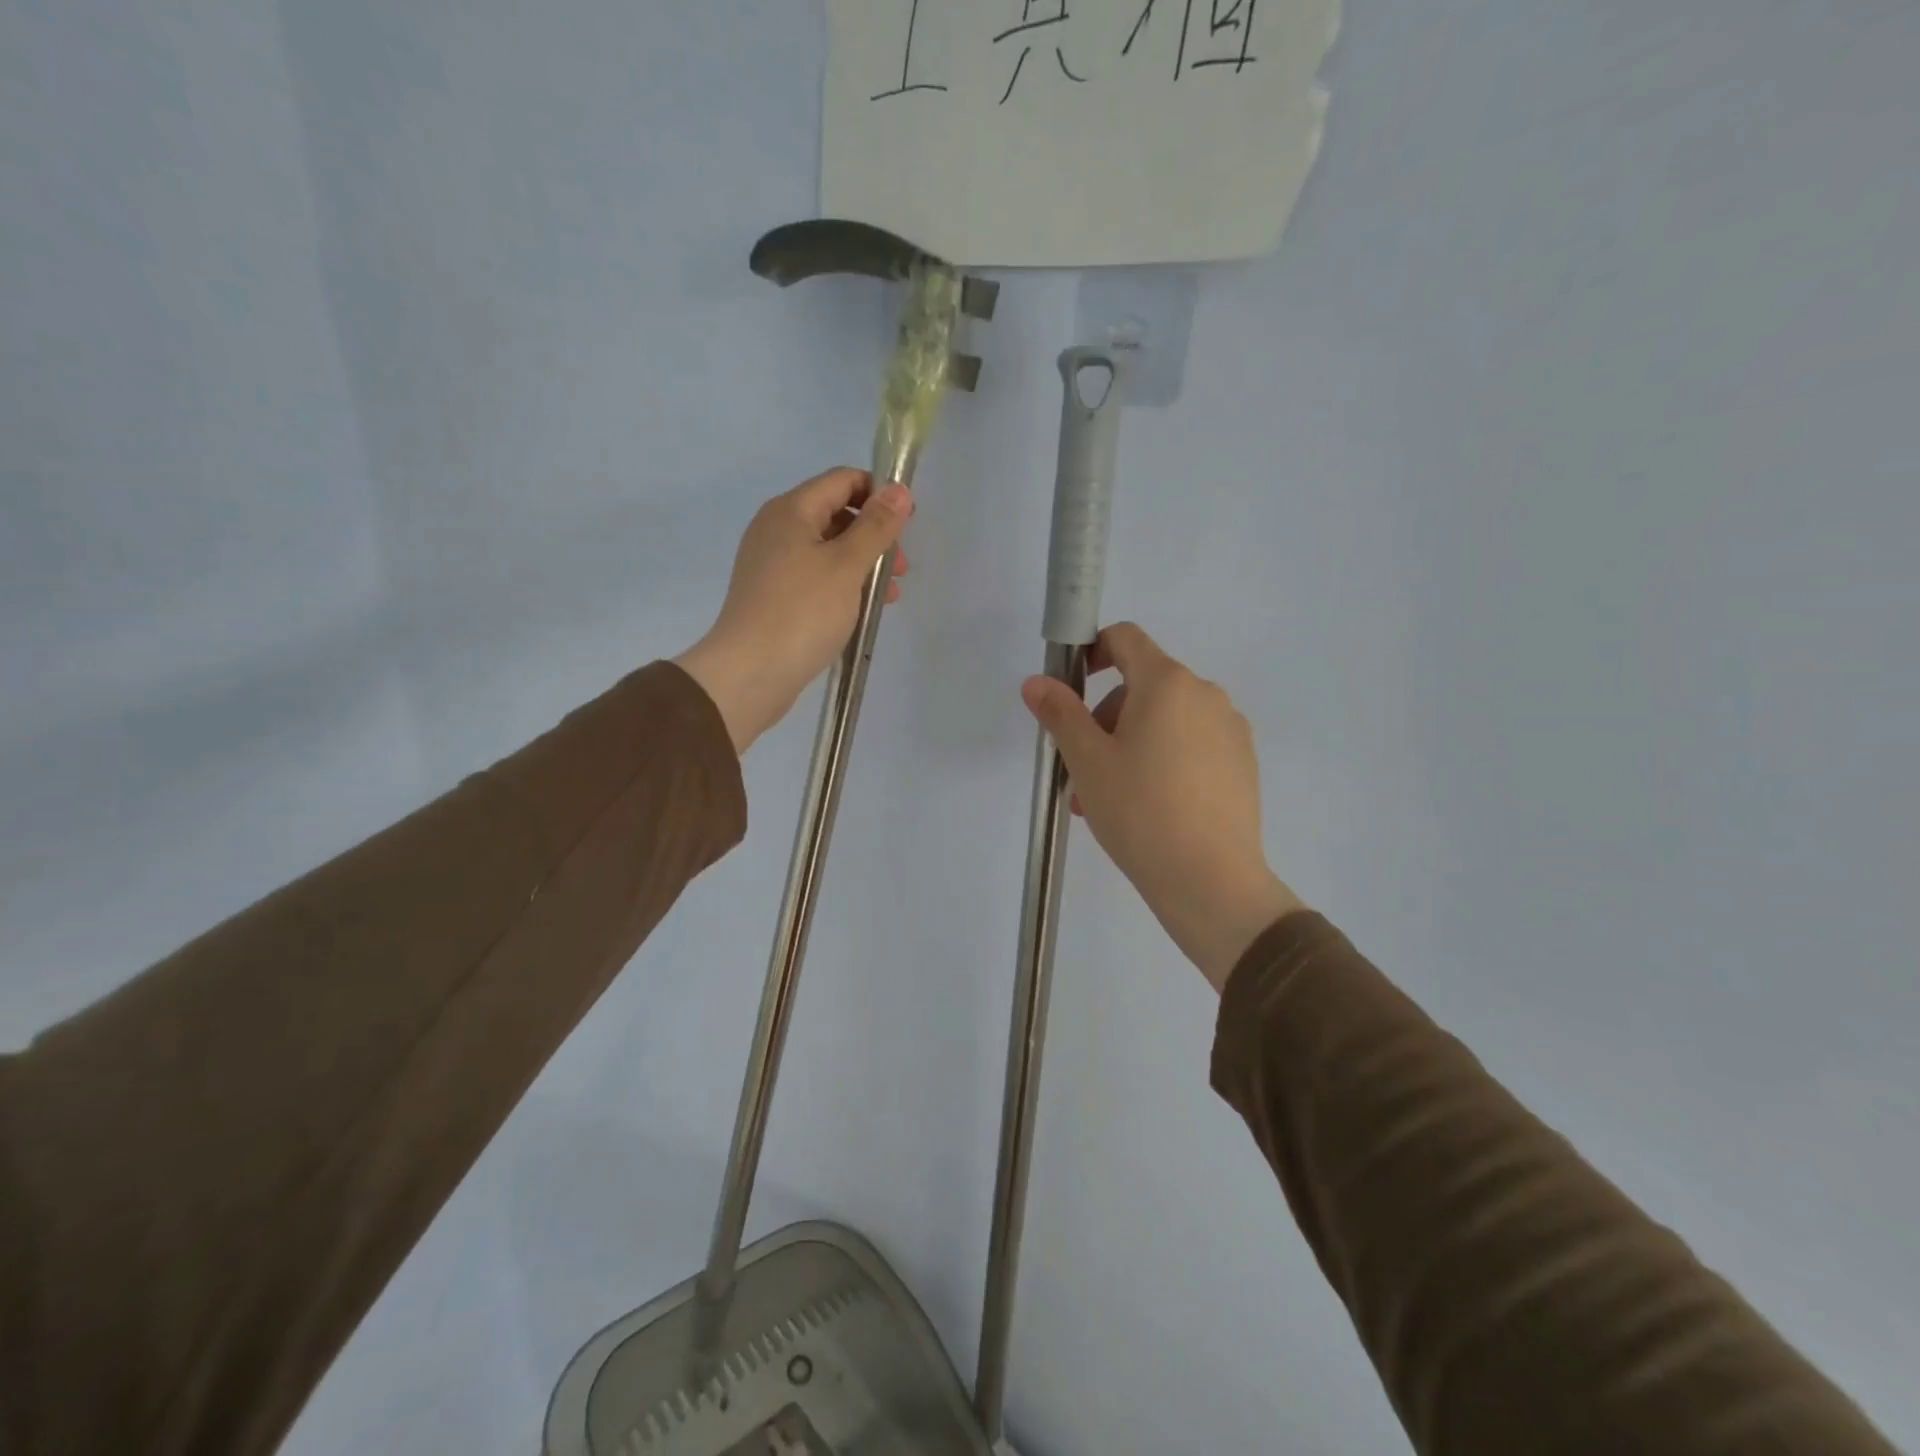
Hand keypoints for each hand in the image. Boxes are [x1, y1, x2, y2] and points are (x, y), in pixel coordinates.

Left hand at [677, 468, 911, 753]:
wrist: (751, 672)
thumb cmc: (802, 612)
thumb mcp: (847, 565)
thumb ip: (876, 526)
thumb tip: (899, 490)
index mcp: (791, 510)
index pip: (842, 480)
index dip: (879, 494)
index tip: (908, 523)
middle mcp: (776, 529)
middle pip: (836, 515)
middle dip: (874, 536)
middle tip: (900, 569)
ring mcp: (772, 564)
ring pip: (828, 550)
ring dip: (863, 565)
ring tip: (889, 597)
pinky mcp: (773, 596)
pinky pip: (816, 577)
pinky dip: (843, 586)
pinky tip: (862, 611)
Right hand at [1021, 623, 1304, 991]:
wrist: (1210, 880)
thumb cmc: (1139, 810)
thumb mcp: (1087, 761)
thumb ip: (1060, 713)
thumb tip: (1036, 682)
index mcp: (1167, 683)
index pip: (1126, 638)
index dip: (1092, 652)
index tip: (1071, 689)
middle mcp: (1205, 695)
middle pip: (1142, 685)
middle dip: (1104, 717)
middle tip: (1082, 769)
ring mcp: (1230, 730)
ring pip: (1165, 721)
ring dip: (1128, 745)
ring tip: (1106, 799)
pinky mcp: (1242, 764)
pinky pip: (1191, 745)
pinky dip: (1162, 760)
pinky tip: (1148, 808)